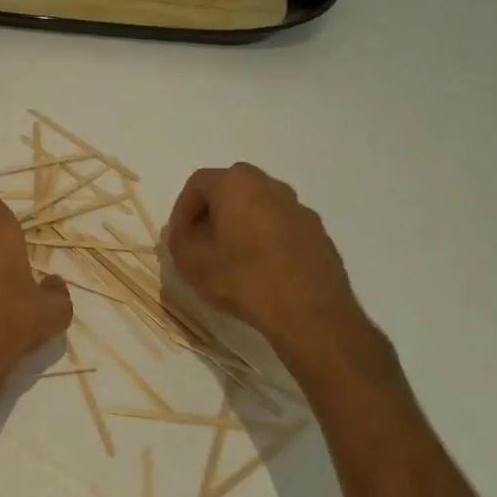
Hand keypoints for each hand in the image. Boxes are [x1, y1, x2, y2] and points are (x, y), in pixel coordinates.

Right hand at [166, 163, 375, 375]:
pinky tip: (261, 271)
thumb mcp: (191, 262)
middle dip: (211, 214)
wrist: (309, 312)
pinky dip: (266, 240)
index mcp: (237, 184)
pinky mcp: (318, 234)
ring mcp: (300, 209)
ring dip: (240, 226)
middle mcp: (271, 186)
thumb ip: (178, 240)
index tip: (179, 238)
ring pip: (259, 207)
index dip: (181, 210)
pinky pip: (282, 227)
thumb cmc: (243, 279)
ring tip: (231, 259)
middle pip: (231, 190)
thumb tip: (185, 233)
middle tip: (202, 243)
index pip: (198, 183)